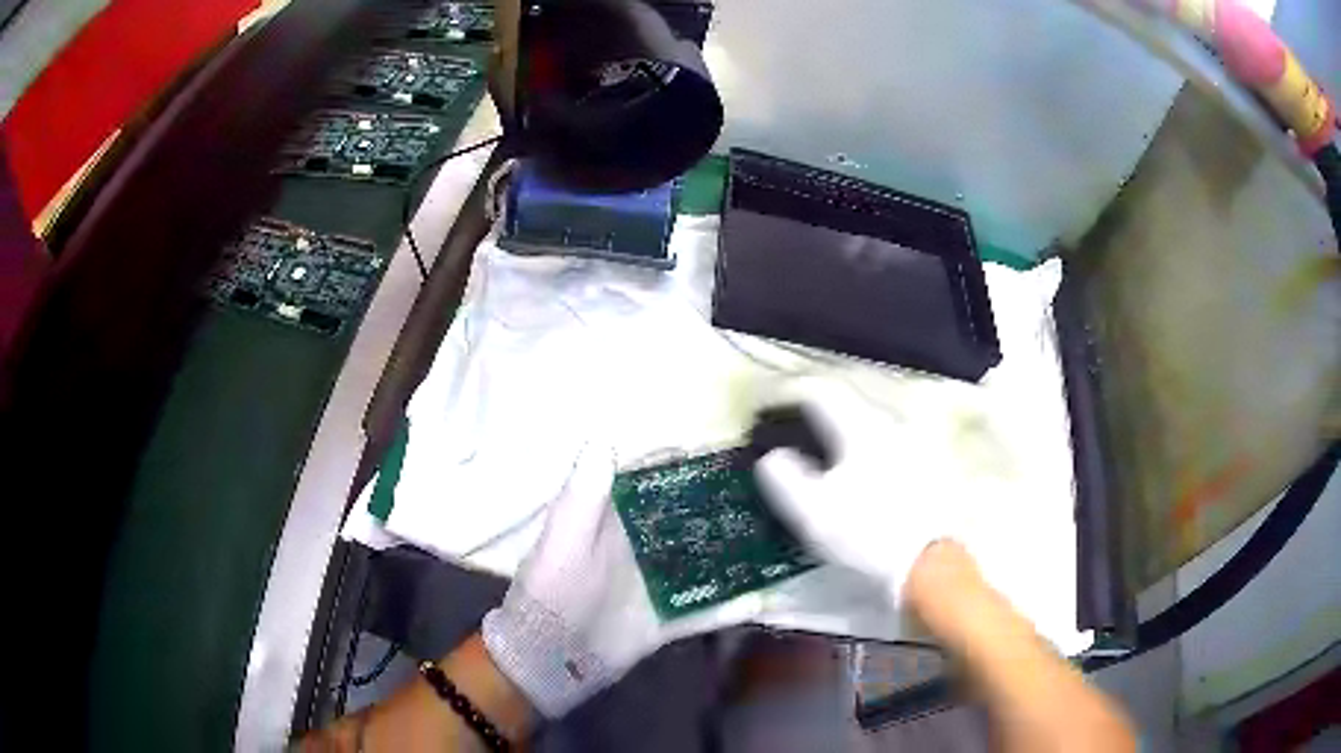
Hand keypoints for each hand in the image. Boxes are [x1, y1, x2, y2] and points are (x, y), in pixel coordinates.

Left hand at [482, 445, 752, 717]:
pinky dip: (729, 607)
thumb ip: (584, 495)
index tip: (729, 451)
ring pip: (702, 561)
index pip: (653, 479)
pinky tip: (763, 599)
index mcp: (614, 522)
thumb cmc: (551, 594)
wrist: (547, 658)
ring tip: (779, 538)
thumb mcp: (564, 542)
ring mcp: (656, 585)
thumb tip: (604, 436)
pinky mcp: (666, 619)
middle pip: (687, 517)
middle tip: (771, 494)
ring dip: (734, 552)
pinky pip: (704, 611)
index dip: (685, 463)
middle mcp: (640, 548)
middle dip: (722, 504)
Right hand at [752, 379, 961, 603]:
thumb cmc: (867, 535)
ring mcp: (914, 443)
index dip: (786, 395)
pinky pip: (887, 444)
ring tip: (822, 452)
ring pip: (869, 424)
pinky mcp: (929, 466)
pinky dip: (864, 449)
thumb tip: (772, 457)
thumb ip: (784, 478)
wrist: (930, 564)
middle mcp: (891, 423)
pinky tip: (859, 474)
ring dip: (841, 431)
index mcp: (860, 427)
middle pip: (847, 403)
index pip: (818, 392)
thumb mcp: (812, 513)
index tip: (765, 409)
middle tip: (791, 429)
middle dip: (815, 412)